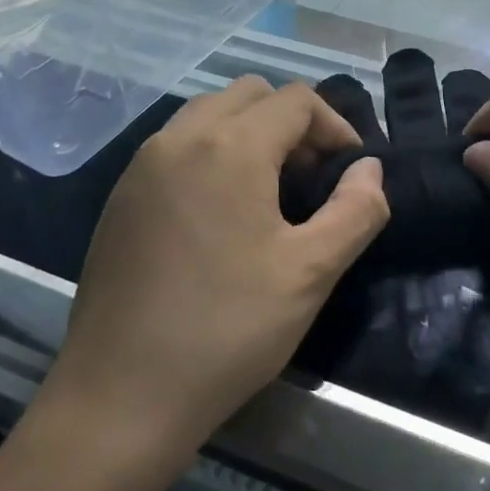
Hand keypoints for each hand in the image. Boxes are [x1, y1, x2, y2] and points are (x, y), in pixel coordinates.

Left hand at [39, 77, 387, 458]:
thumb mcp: (311, 272)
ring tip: (271, 191)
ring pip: (208, 114)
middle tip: (313, 176)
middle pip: (250, 95)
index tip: (351, 172)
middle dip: (292, 122)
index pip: (295, 100)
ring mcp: (141, 165)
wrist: (121, 395)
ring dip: (250, 133)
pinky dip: (212, 152)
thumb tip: (369, 169)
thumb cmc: (227, 330)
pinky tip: (221, 213)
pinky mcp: (120, 196)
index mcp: (229, 147)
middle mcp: (179, 139)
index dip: (335, 127)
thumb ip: (356, 210)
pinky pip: (177, 145)